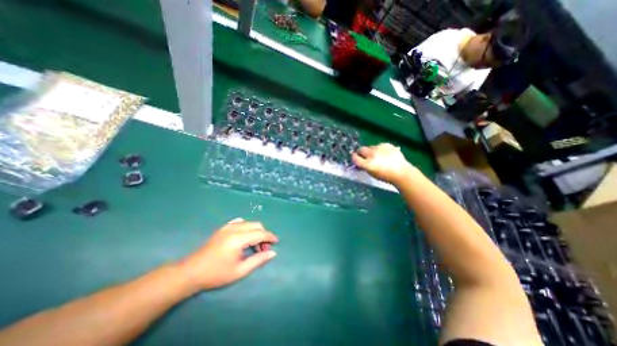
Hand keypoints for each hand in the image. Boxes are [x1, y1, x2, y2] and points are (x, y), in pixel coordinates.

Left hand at [176, 217, 276, 290]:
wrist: (191, 272)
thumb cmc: (216, 274)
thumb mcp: (240, 271)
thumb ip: (258, 260)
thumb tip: (273, 253)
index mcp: (239, 238)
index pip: (261, 233)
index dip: (270, 237)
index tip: (276, 243)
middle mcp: (235, 228)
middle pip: (256, 225)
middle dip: (263, 235)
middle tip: (263, 249)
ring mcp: (228, 226)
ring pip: (249, 223)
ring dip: (256, 231)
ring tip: (254, 246)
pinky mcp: (223, 228)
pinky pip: (240, 222)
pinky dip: (246, 227)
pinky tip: (244, 237)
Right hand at [349, 144, 415, 185]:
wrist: (402, 172)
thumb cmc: (385, 176)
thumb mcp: (371, 173)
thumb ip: (363, 166)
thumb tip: (358, 162)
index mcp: (367, 164)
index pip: (355, 157)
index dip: (354, 157)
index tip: (355, 158)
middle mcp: (372, 154)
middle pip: (361, 149)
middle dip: (361, 152)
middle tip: (364, 156)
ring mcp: (380, 148)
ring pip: (370, 147)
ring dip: (370, 151)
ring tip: (377, 156)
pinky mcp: (386, 144)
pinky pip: (379, 146)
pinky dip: (379, 149)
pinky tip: (384, 154)